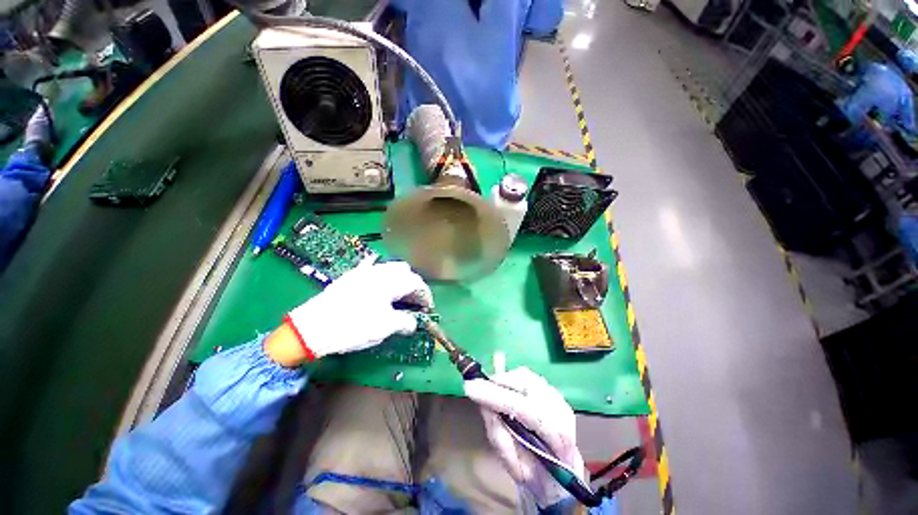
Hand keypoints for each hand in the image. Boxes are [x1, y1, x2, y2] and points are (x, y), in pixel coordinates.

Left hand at [283, 260, 431, 360]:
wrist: (313, 327)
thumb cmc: (353, 326)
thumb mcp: (384, 327)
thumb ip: (405, 322)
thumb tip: (413, 323)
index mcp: (390, 282)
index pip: (416, 283)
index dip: (425, 295)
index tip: (428, 308)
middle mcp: (380, 271)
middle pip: (405, 271)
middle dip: (413, 284)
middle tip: (413, 301)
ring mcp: (364, 271)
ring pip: (389, 268)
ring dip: (399, 279)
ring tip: (398, 295)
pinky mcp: (351, 276)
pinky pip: (372, 268)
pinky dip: (381, 275)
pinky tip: (379, 283)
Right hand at [464, 367, 584, 507]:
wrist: (562, 474)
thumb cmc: (535, 474)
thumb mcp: (513, 464)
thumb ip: (499, 433)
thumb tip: (484, 404)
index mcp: (556, 437)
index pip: (522, 408)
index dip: (494, 396)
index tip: (470, 387)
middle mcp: (560, 411)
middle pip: (525, 385)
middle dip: (498, 384)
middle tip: (478, 388)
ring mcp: (558, 398)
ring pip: (526, 377)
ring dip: (504, 380)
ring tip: (492, 390)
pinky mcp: (554, 391)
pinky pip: (529, 376)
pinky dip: (512, 379)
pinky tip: (505, 389)